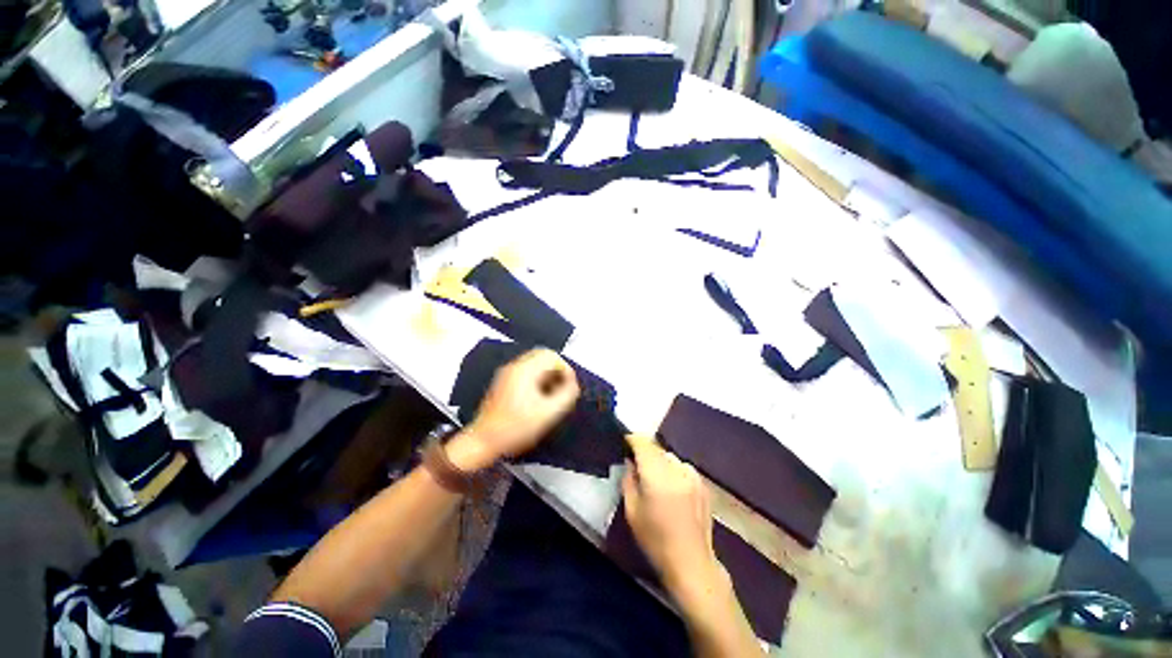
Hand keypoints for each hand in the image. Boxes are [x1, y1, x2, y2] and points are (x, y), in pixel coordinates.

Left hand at [462, 348, 578, 466]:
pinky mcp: (504, 383)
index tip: (571, 387)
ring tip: (554, 395)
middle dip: (557, 371)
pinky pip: (527, 372)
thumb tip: (574, 385)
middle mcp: (515, 366)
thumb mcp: (548, 414)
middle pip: (543, 357)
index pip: (551, 356)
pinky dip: (538, 380)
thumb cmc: (516, 428)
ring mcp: (507, 374)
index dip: (566, 369)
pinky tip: (541, 398)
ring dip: (548, 375)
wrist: (482, 442)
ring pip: (535, 364)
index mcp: (524, 370)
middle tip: (564, 389)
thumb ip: (566, 396)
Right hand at [621, 434, 725, 601]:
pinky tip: (670, 487)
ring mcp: (693, 475)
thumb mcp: (632, 511)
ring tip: (653, 478)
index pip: (643, 443)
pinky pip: (681, 467)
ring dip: (659, 461)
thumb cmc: (655, 540)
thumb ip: (628, 479)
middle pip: (656, 448)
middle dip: (644, 452)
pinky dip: (672, 470)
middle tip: (635, 464)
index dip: (631, 439)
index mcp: (658, 475)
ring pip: (669, 457)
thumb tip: (630, 461)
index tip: (623, 442)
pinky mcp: (702, 483)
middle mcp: (677, 469)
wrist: (691, 563)